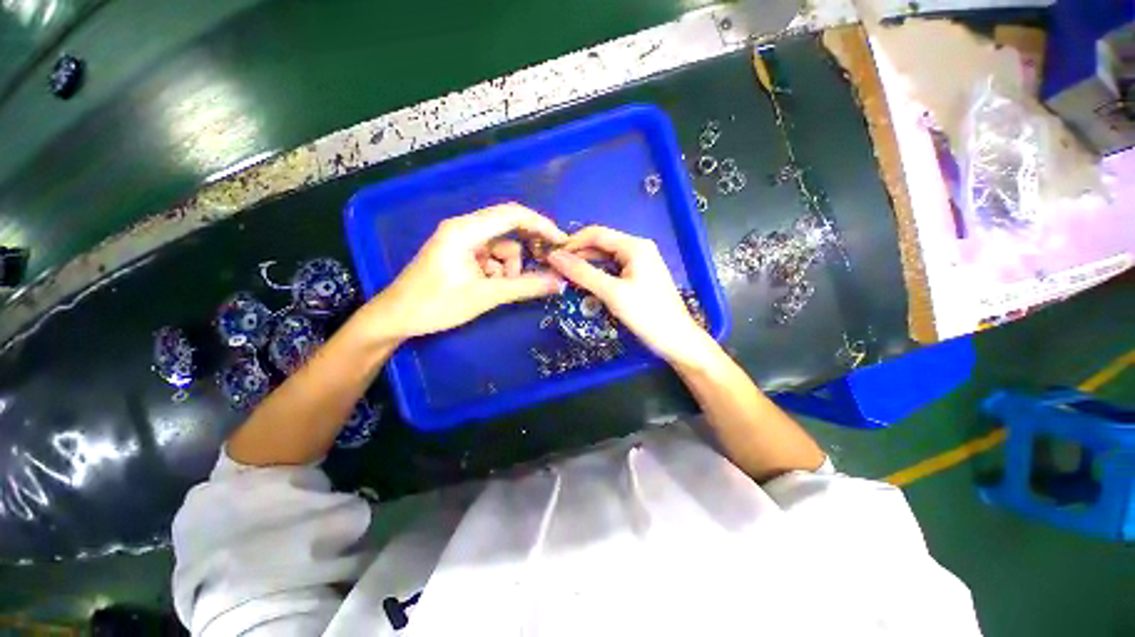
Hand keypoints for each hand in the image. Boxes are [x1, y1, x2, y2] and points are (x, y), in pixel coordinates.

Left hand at [359, 203, 566, 341]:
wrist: (396, 318)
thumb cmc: (435, 305)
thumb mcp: (485, 296)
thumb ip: (524, 287)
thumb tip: (558, 282)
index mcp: (466, 230)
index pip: (512, 215)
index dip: (541, 225)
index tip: (562, 243)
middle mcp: (465, 228)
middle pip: (509, 229)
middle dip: (527, 249)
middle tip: (544, 266)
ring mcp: (463, 241)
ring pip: (502, 247)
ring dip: (510, 267)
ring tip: (500, 288)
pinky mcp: (462, 254)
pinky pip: (492, 257)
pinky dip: (499, 271)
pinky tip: (490, 287)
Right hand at [547, 225, 716, 367]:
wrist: (678, 341)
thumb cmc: (647, 315)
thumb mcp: (612, 293)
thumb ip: (583, 273)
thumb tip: (554, 257)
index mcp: (634, 246)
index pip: (596, 234)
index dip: (572, 243)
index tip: (551, 256)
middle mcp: (637, 249)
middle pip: (601, 245)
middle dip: (578, 255)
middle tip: (555, 270)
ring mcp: (639, 263)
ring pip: (606, 258)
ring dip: (586, 266)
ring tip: (565, 277)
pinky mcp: (639, 277)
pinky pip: (613, 270)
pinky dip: (598, 275)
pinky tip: (585, 285)